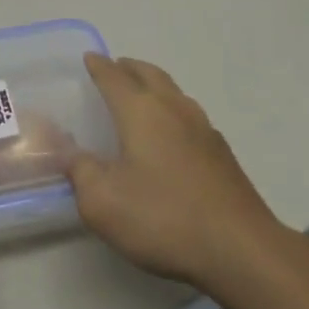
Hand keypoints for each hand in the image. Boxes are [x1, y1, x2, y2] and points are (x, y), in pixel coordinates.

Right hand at [67, 54, 295, 291]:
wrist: (240, 250)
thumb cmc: (163, 219)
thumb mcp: (102, 202)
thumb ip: (79, 170)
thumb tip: (68, 151)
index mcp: (141, 111)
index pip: (114, 77)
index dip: (98, 66)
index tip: (89, 58)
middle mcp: (174, 109)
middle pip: (150, 74)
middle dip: (129, 67)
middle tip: (115, 68)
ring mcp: (204, 130)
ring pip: (174, 92)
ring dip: (154, 85)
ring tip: (141, 95)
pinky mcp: (222, 155)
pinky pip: (191, 117)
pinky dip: (173, 111)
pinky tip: (172, 134)